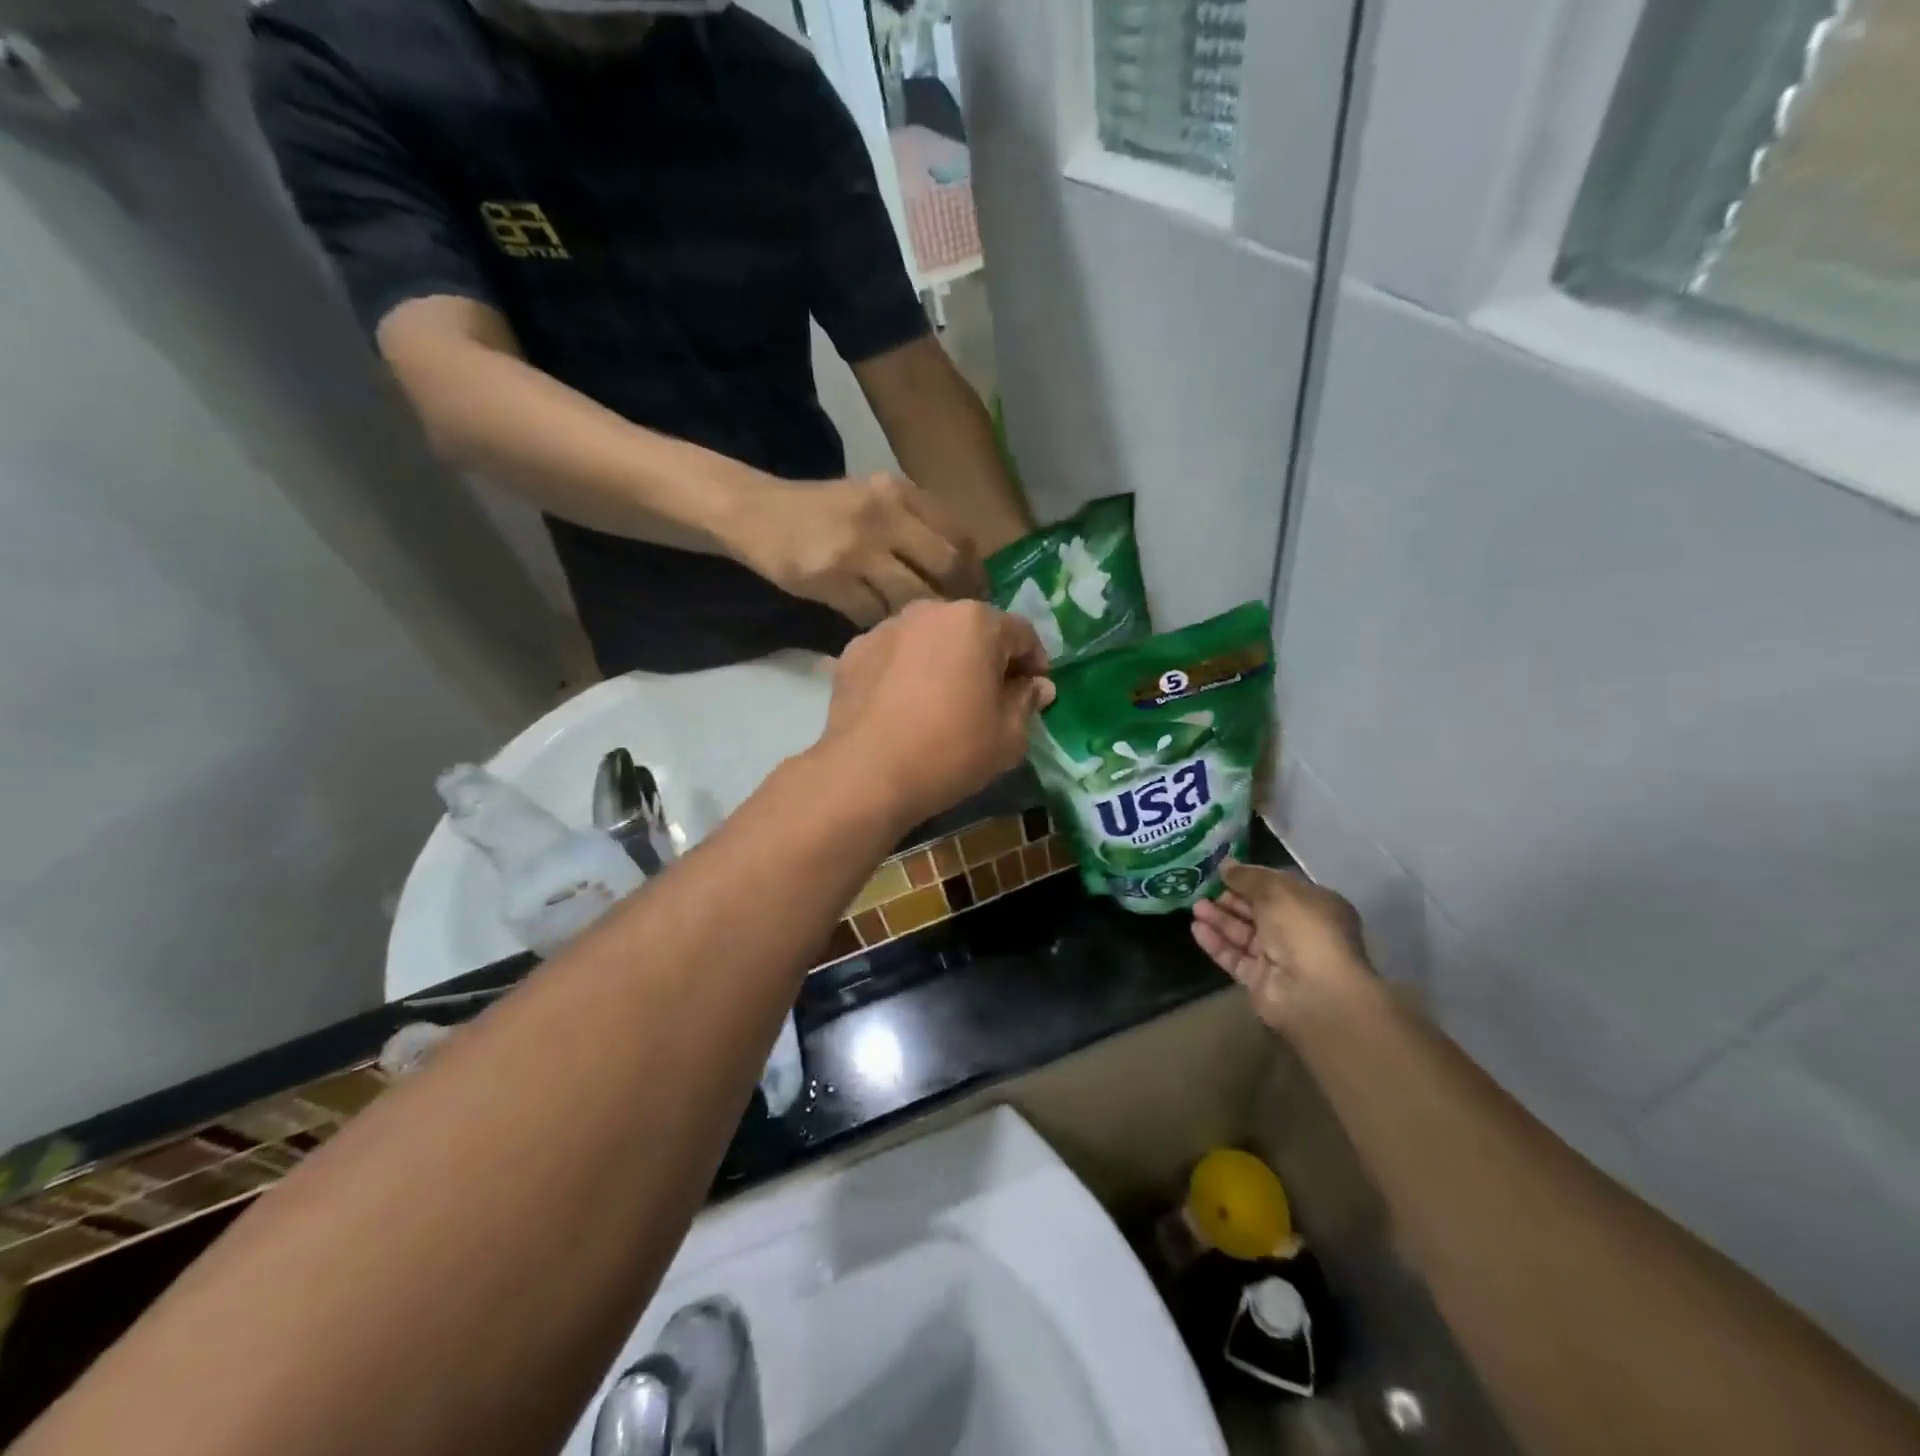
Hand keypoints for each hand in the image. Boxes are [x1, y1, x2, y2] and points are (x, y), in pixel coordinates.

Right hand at [722, 472, 986, 625]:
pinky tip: (881, 628)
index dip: (974, 572)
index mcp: (898, 492)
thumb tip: (961, 570)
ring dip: (920, 617)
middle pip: (944, 565)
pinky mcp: (830, 578)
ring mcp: (856, 547)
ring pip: (911, 595)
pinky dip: (882, 625)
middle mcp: (883, 514)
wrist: (756, 513)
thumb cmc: (822, 511)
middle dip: (957, 598)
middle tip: (956, 620)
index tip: (977, 595)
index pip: (957, 535)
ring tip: (920, 628)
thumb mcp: (873, 499)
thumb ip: (915, 523)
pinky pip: (872, 614)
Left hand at [819, 600, 1053, 831]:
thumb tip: (1037, 686)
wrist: (866, 774)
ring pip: (930, 640)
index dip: (1034, 663)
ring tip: (943, 702)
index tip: (1034, 692)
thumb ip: (1027, 702)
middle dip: (987, 658)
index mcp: (976, 621)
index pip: (1021, 633)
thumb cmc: (950, 751)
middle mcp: (930, 611)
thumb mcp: (1008, 737)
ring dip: (944, 662)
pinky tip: (904, 708)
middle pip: (973, 630)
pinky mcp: (854, 652)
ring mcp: (886, 628)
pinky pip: (895, 657)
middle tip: (991, 697)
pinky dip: (906, 673)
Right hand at [1191, 863, 1376, 1030]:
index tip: (1223, 871)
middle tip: (1203, 888)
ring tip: (1195, 907)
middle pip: (1258, 911)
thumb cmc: (1303, 928)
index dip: (1251, 878)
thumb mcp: (1276, 890)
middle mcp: (1299, 931)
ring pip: (1244, 934)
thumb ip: (1248, 877)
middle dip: (1231, 899)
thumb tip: (1225, 865)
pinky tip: (1196, 929)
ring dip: (1220, 919)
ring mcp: (1280, 958)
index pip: (1279, 887)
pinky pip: (1235, 957)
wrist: (1313, 991)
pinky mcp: (1260, 981)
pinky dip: (1216, 943)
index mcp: (1315, 905)